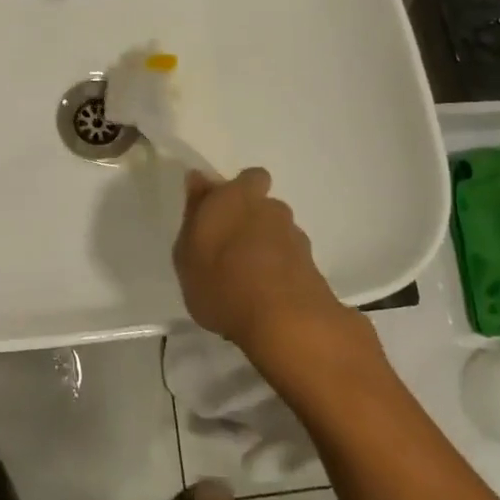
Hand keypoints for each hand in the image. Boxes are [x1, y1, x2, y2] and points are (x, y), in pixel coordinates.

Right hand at [173, 168, 354, 364]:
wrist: (285, 323)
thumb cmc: (222, 281)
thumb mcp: (186, 251)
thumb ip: (194, 212)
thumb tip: (198, 180)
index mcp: (238, 197)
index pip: (249, 177)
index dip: (237, 191)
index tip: (220, 212)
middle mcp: (271, 209)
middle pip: (264, 206)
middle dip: (251, 221)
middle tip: (229, 250)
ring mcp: (296, 238)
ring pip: (278, 234)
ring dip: (266, 248)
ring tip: (246, 281)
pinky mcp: (313, 268)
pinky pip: (290, 263)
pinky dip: (280, 273)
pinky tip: (264, 299)